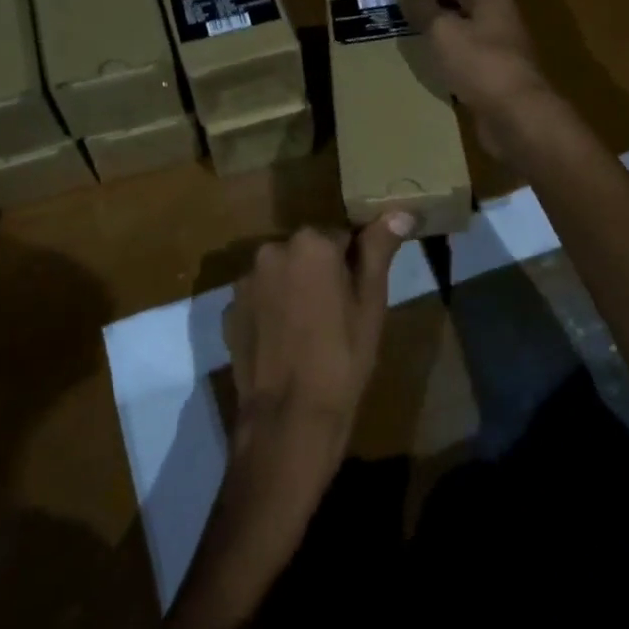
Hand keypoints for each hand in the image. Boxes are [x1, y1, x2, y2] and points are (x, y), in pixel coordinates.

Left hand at [169, 215, 412, 628]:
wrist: (289, 418)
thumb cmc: (343, 358)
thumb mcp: (370, 303)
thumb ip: (379, 250)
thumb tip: (400, 211)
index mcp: (310, 243)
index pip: (342, 236)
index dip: (354, 265)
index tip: (359, 296)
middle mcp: (271, 250)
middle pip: (307, 252)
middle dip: (321, 273)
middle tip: (339, 316)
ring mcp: (244, 282)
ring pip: (281, 274)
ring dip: (294, 290)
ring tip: (310, 332)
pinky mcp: (229, 311)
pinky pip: (260, 298)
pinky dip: (272, 311)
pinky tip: (285, 343)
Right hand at [395, 0, 554, 160]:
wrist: (517, 115)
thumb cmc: (479, 65)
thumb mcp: (443, 31)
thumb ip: (422, 6)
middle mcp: (497, 13)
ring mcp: (498, 43)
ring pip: (463, 22)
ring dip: (437, 20)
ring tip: (407, 24)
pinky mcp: (494, 70)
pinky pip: (465, 48)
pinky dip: (445, 46)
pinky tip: (428, 55)